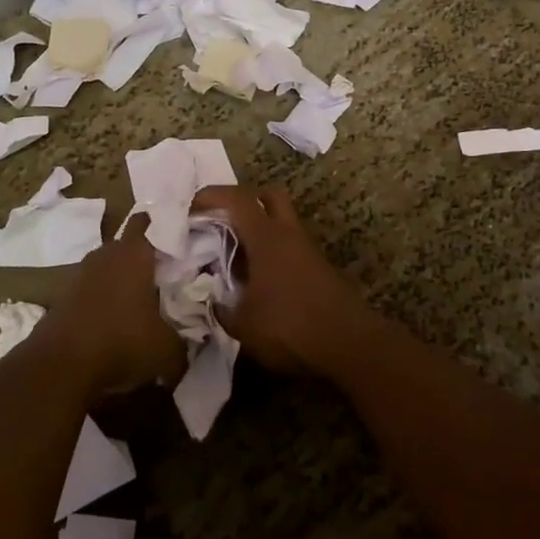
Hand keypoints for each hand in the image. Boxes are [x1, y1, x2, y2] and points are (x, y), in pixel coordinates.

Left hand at [41, 223, 184, 399]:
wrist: (59, 366)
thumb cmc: (121, 342)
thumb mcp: (166, 350)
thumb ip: (185, 344)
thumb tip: (194, 346)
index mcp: (134, 254)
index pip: (148, 222)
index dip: (163, 224)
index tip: (180, 234)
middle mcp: (106, 255)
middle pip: (127, 244)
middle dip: (144, 254)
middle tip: (166, 271)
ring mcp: (80, 274)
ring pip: (107, 266)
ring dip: (122, 278)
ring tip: (141, 299)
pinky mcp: (64, 297)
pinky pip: (91, 289)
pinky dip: (103, 299)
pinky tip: (115, 320)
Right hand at [192, 185, 367, 375]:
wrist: (349, 343)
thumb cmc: (290, 327)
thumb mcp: (243, 325)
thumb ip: (221, 308)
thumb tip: (210, 298)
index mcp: (266, 237)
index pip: (237, 199)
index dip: (211, 195)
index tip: (191, 207)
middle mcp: (288, 234)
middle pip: (268, 195)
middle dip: (243, 201)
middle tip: (221, 222)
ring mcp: (307, 249)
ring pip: (282, 221)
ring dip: (259, 228)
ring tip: (236, 255)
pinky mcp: (318, 267)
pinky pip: (290, 245)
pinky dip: (272, 250)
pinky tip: (259, 278)